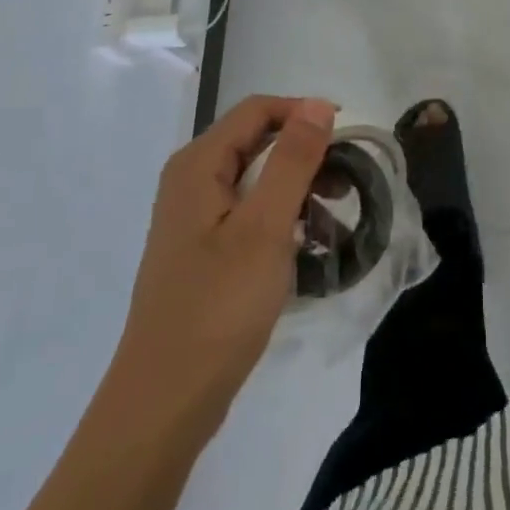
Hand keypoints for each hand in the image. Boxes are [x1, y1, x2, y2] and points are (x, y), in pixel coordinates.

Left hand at [108, 95, 336, 438]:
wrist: (162, 405)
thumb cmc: (217, 307)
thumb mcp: (265, 228)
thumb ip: (293, 160)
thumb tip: (317, 104)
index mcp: (198, 164)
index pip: (258, 110)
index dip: (304, 113)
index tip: (347, 138)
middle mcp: (190, 180)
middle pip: (256, 142)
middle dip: (304, 157)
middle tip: (346, 186)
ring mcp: (192, 219)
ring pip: (254, 180)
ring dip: (296, 192)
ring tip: (331, 223)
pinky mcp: (199, 252)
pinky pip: (246, 214)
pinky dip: (278, 221)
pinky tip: (303, 250)